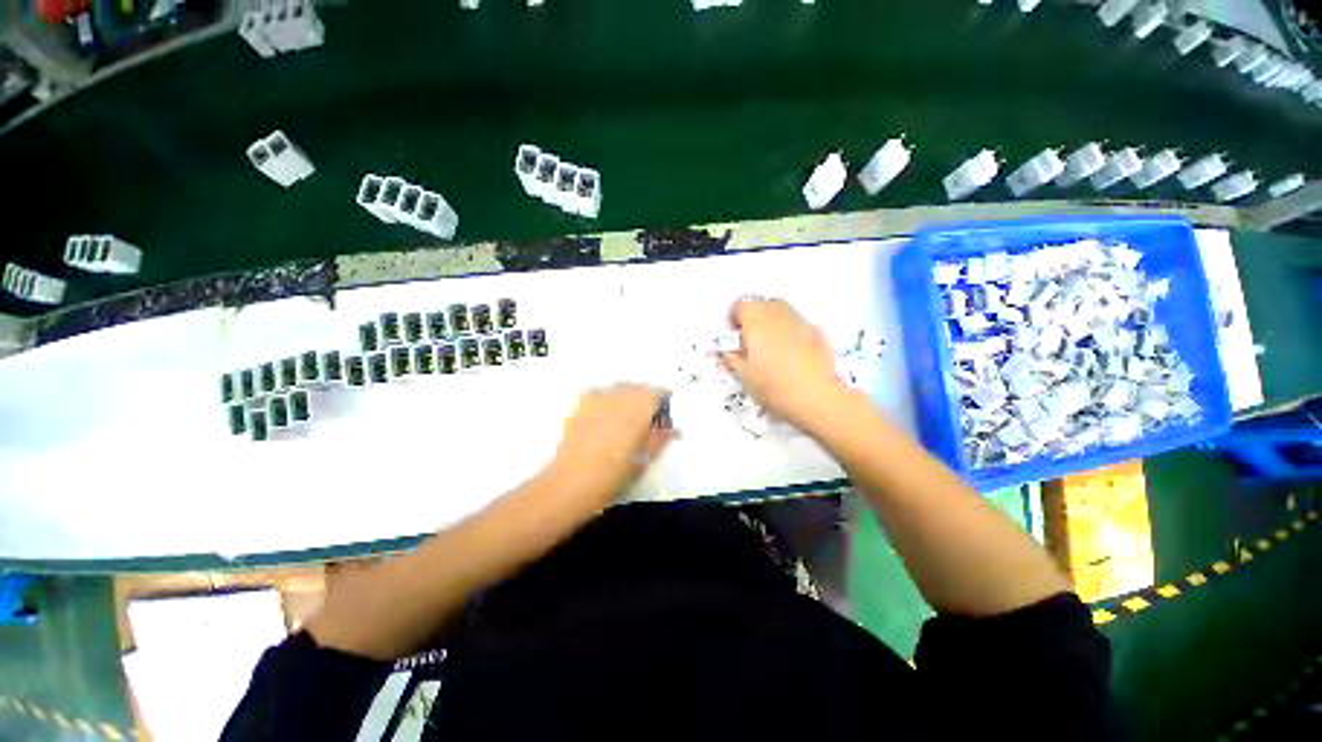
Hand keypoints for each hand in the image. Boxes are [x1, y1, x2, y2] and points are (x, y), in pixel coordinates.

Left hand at [545, 384, 673, 507]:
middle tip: (646, 414)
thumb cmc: (614, 474)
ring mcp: (597, 399)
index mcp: (640, 408)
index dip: (663, 399)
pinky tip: (601, 413)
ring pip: (617, 387)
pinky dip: (603, 398)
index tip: (664, 410)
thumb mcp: (645, 459)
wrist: (573, 482)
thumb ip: (660, 439)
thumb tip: (673, 430)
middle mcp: (619, 396)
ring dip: (625, 395)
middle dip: (644, 396)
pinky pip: (596, 393)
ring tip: (624, 414)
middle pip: (637, 387)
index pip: (658, 392)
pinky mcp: (579, 405)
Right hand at [719, 297, 847, 430]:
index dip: (734, 317)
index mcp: (756, 321)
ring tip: (770, 345)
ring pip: (782, 311)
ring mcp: (800, 321)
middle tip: (750, 339)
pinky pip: (797, 323)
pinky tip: (790, 353)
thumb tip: (727, 350)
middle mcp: (778, 314)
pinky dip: (789, 331)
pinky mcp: (818, 332)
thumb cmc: (773, 386)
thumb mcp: (744, 376)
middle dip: (754, 317)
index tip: (733, 334)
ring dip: (772, 321)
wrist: (817, 397)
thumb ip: (732, 358)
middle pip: (762, 304)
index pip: (741, 304)